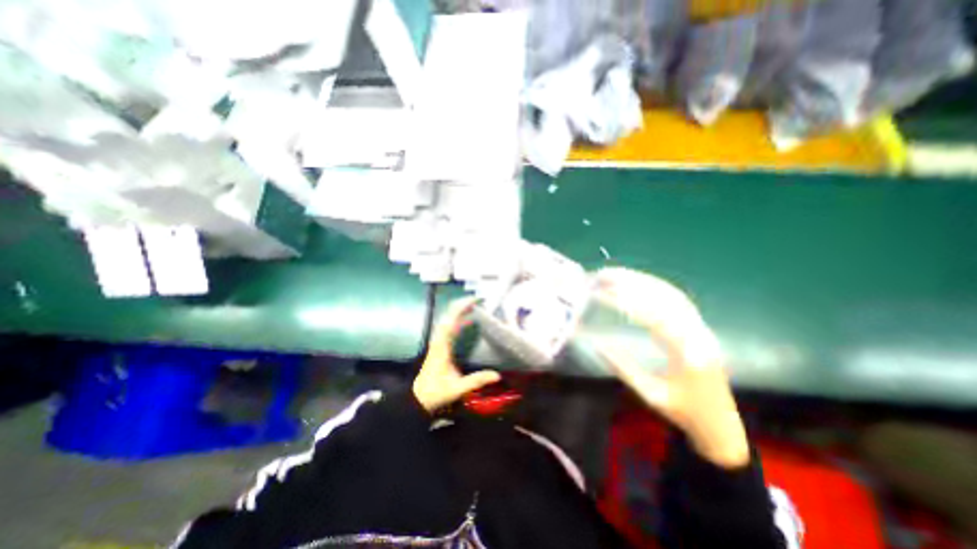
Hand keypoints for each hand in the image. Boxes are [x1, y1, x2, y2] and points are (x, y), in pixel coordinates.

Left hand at [414, 299, 502, 412]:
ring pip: (447, 319)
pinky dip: (457, 319)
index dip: (461, 308)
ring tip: (474, 305)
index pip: (450, 321)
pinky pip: (448, 326)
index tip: (474, 300)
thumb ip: (476, 381)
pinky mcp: (439, 346)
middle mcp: (438, 340)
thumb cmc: (436, 393)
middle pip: (448, 316)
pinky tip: (467, 320)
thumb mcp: (457, 389)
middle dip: (461, 305)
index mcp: (442, 347)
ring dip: (459, 310)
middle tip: (478, 300)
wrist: (419, 399)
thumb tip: (497, 375)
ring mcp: (438, 342)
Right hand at [595, 269, 748, 468]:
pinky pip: (677, 299)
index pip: (653, 318)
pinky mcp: (699, 326)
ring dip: (642, 280)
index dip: (624, 302)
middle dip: (631, 283)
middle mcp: (698, 334)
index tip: (599, 293)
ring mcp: (701, 328)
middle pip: (663, 298)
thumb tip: (597, 344)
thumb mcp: (650, 394)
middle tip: (603, 275)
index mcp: (688, 354)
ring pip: (670, 294)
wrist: (721, 423)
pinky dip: (654, 286)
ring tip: (615, 273)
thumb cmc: (684, 412)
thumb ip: (623, 367)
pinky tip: (637, 281)